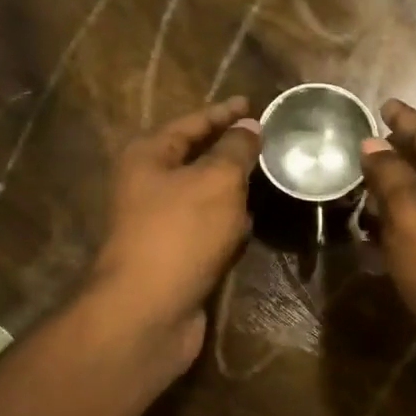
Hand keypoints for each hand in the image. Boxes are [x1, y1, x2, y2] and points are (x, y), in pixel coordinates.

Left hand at [86, 97, 261, 372]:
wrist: (148, 311)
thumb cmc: (181, 233)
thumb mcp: (216, 181)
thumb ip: (235, 150)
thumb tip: (249, 126)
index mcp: (148, 156)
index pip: (191, 123)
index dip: (224, 113)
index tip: (253, 105)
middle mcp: (147, 185)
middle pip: (195, 158)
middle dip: (230, 150)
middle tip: (268, 142)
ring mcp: (159, 223)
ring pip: (203, 196)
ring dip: (232, 189)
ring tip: (267, 177)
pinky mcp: (174, 255)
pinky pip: (206, 229)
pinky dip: (226, 224)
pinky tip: (250, 224)